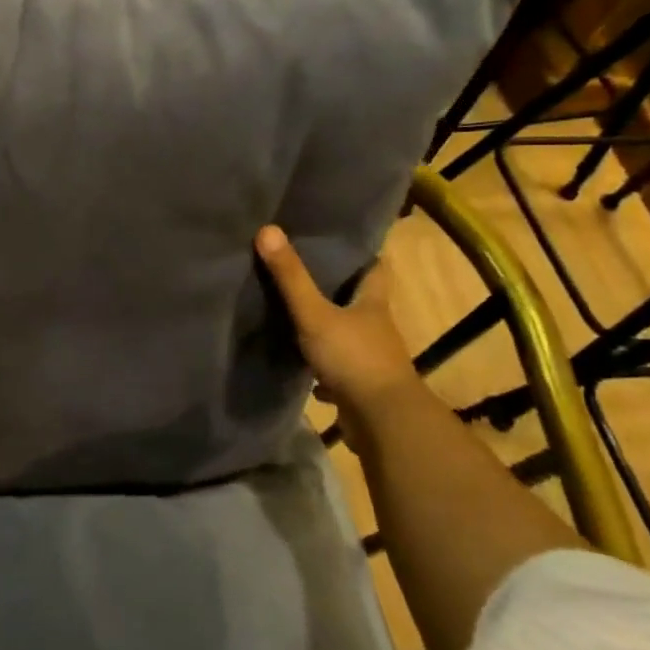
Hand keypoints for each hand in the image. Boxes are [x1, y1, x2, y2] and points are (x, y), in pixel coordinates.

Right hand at [254, 227, 419, 433]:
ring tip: (295, 313)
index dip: (362, 253)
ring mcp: (370, 359)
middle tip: (304, 271)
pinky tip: (300, 365)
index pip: (376, 268)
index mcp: (373, 303)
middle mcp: (376, 328)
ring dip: (328, 328)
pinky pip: (338, 371)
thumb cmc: (354, 358)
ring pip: (348, 336)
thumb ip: (291, 277)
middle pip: (360, 301)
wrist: (381, 420)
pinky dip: (322, 368)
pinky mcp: (359, 386)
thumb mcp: (315, 314)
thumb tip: (267, 229)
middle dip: (337, 289)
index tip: (340, 241)